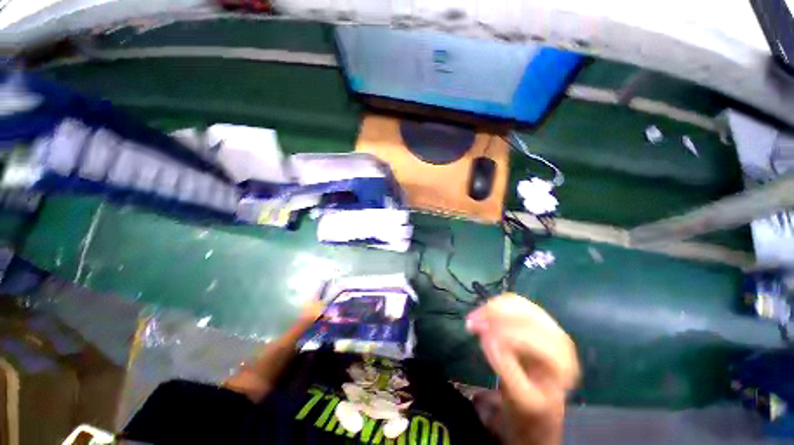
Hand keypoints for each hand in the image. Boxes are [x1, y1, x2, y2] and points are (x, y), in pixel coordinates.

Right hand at [466, 294, 578, 444]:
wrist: (543, 394)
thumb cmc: (532, 400)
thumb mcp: (520, 396)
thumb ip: (506, 367)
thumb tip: (488, 337)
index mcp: (562, 363)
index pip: (531, 339)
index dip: (503, 332)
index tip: (478, 334)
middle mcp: (559, 338)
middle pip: (524, 315)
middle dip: (494, 314)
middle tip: (470, 322)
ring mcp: (549, 324)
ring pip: (518, 303)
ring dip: (492, 306)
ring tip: (475, 316)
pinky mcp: (537, 315)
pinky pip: (515, 300)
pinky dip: (496, 303)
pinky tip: (485, 311)